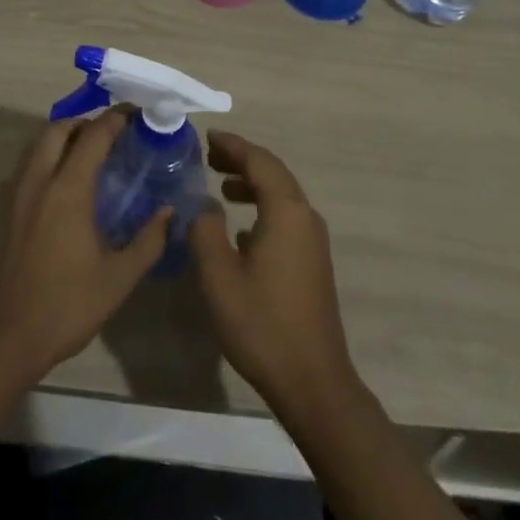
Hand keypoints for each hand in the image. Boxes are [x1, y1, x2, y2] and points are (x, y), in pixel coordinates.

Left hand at [0, 109, 170, 389]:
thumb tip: (170, 211)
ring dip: (60, 139)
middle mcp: (37, 180)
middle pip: (58, 128)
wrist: (2, 339)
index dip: (116, 119)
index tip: (135, 115)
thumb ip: (148, 241)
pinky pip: (22, 168)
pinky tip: (55, 191)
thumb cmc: (65, 307)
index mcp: (68, 189)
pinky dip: (42, 162)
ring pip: (35, 145)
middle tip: (108, 136)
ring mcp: (12, 193)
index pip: (94, 135)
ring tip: (83, 157)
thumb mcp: (118, 279)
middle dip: (84, 123)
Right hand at [189, 130, 357, 408]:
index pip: (258, 161)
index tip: (208, 137)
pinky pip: (286, 217)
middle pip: (273, 173)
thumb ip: (205, 231)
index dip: (232, 146)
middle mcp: (305, 217)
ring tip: (221, 187)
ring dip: (252, 184)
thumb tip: (205, 205)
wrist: (313, 382)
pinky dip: (262, 208)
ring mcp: (314, 240)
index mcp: (286, 211)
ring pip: (281, 196)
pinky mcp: (314, 262)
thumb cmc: (262, 325)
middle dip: (242, 161)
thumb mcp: (218, 276)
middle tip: (210, 157)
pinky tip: (241, 230)